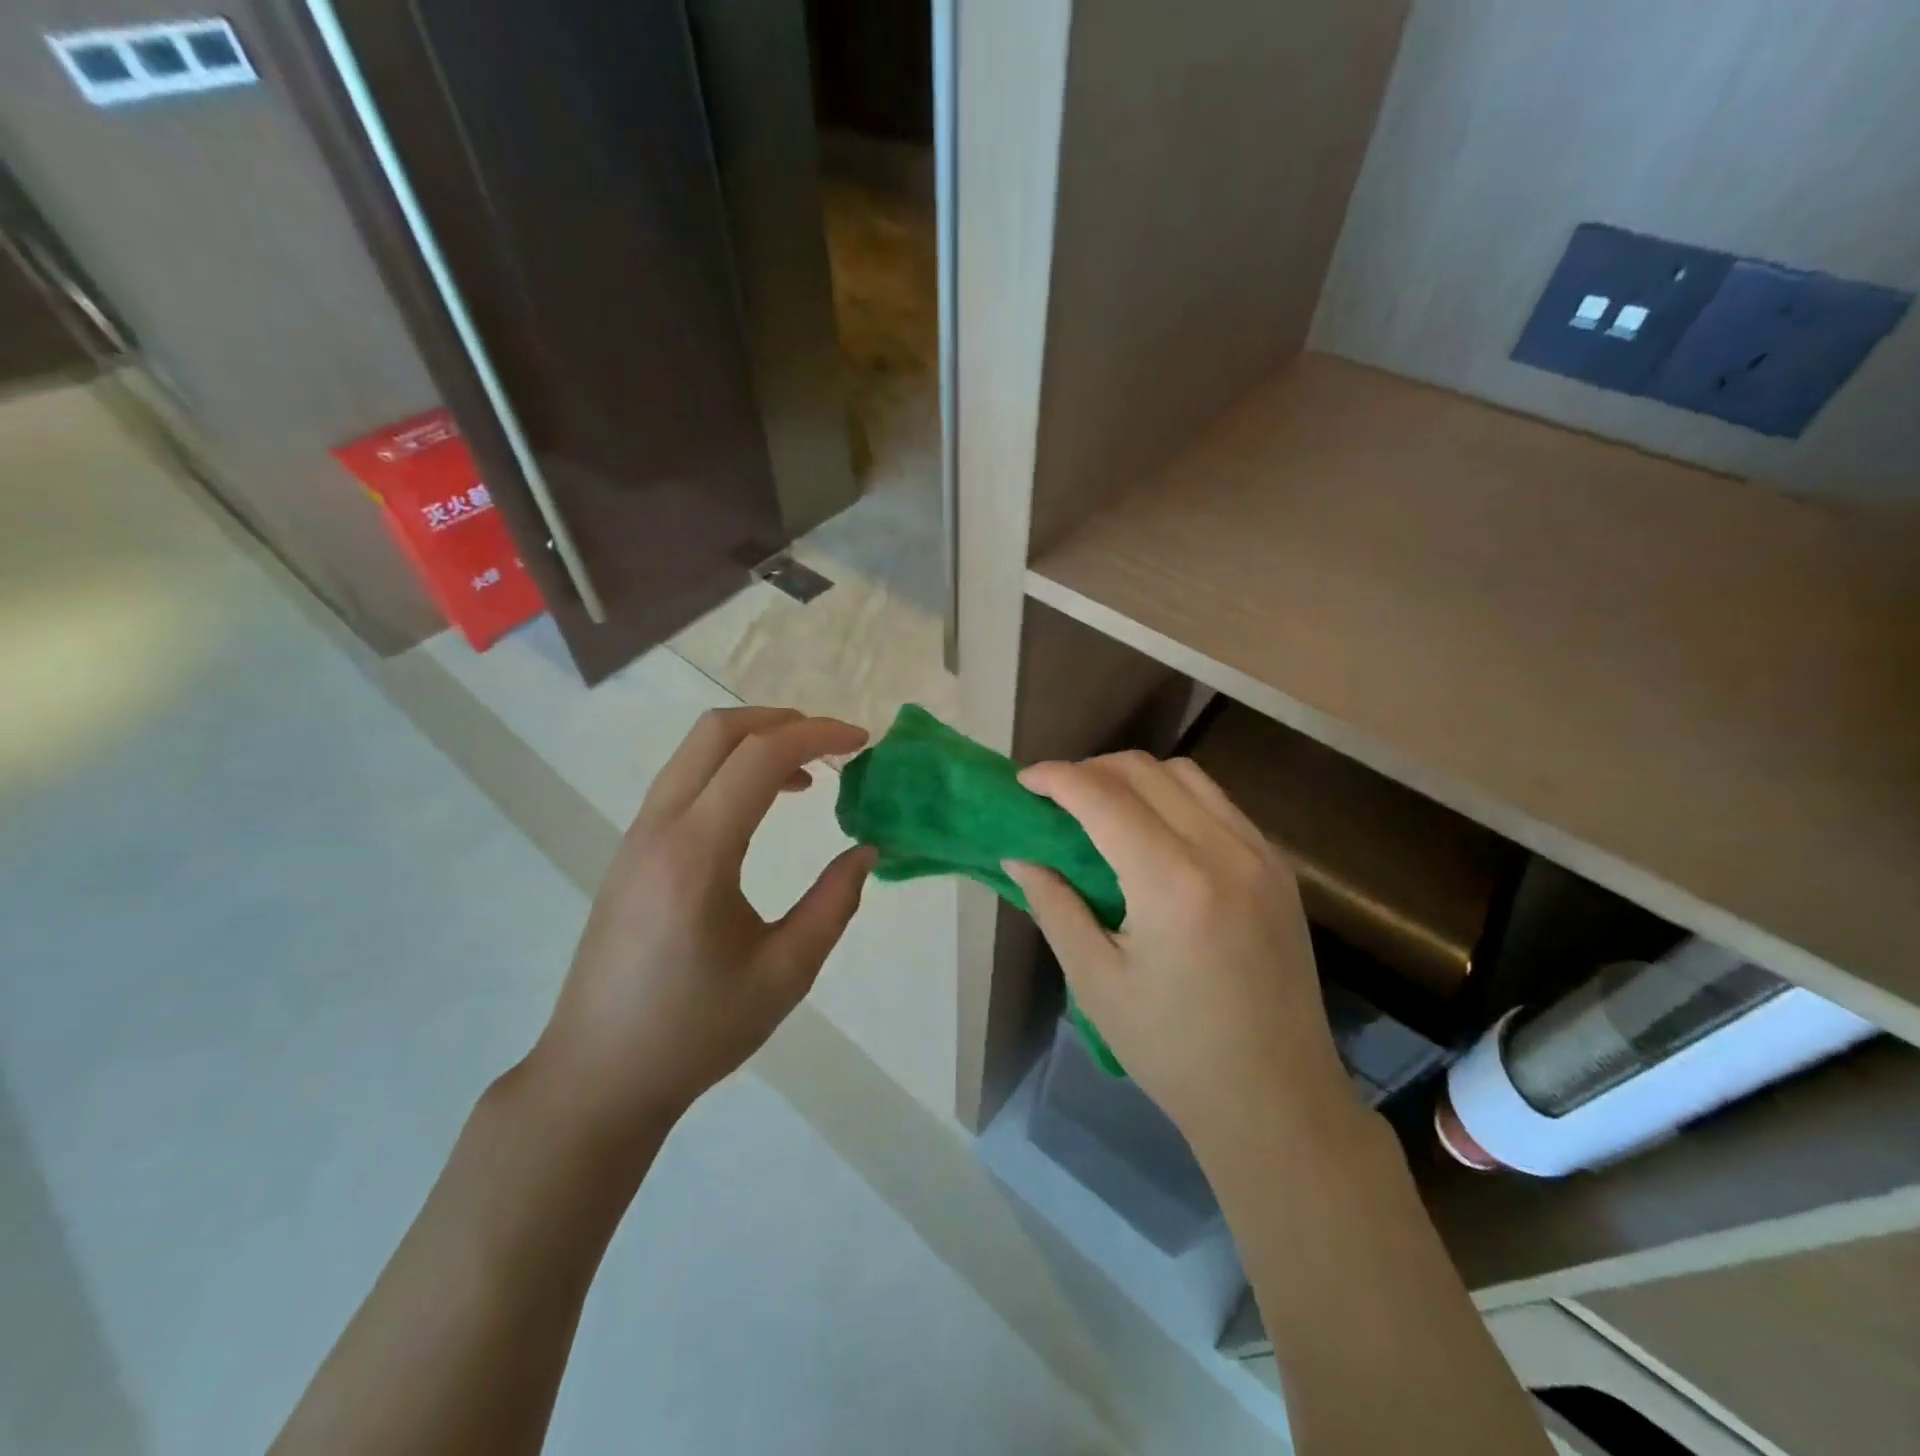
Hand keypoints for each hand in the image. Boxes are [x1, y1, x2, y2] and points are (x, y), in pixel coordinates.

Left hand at [529, 708, 875, 1139]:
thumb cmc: (696, 1031)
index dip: (818, 736)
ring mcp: (638, 837)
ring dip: (755, 744)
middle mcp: (660, 828)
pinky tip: (760, 809)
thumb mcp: (785, 973)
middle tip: (834, 746)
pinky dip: (730, 771)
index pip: (760, 757)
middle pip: (718, 732)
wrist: (598, 1076)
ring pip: (696, 752)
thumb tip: (866, 850)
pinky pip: (684, 782)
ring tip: (807, 776)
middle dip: (783, 722)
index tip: (862, 743)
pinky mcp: (632, 853)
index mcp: (697, 853)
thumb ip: (834, 903)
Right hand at [1005, 752, 1359, 1161]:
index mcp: (1173, 883)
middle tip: (1055, 798)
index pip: (1103, 796)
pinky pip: (1218, 803)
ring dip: (1134, 778)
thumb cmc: (1173, 1051)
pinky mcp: (1278, 868)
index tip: (1023, 782)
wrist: (1278, 1099)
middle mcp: (1223, 850)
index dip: (1056, 778)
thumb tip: (1021, 854)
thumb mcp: (1096, 982)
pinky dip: (1174, 797)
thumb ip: (1054, 905)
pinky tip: (1153, 833)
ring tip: (1100, 809)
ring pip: (1186, 775)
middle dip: (1090, 770)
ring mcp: (1260, 854)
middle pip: (1145, 770)